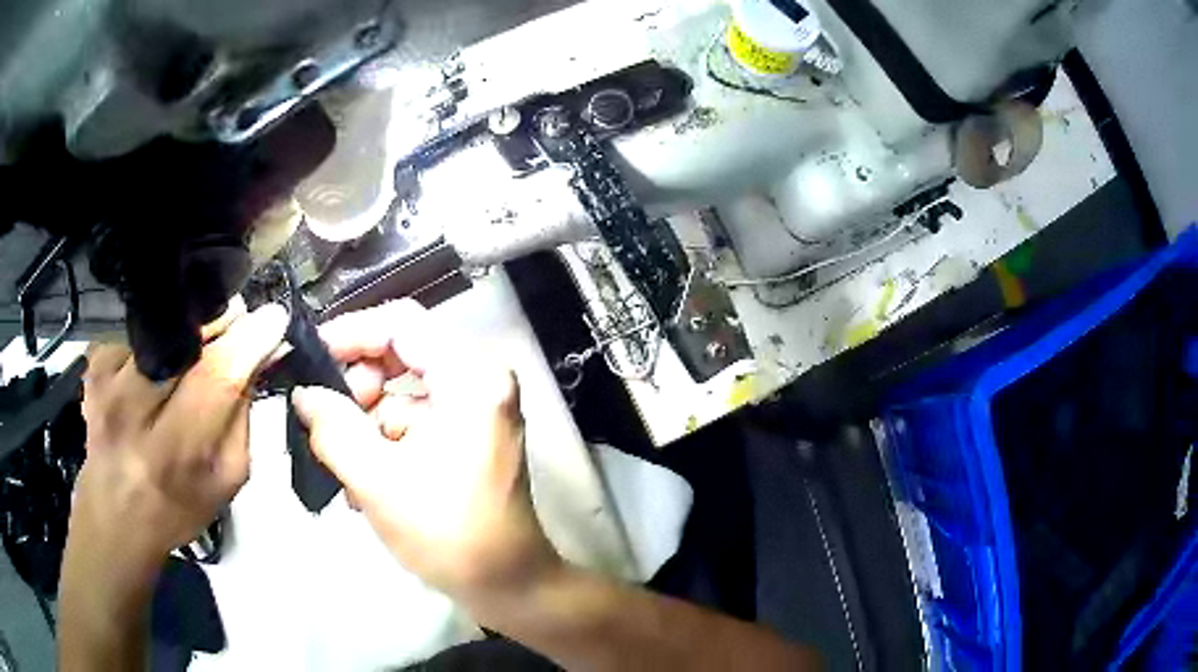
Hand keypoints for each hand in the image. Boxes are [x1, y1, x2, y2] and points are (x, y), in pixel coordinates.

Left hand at [66, 301, 287, 583]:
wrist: (114, 512)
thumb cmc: (178, 505)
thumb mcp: (226, 478)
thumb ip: (244, 415)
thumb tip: (263, 352)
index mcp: (173, 452)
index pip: (216, 376)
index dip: (249, 340)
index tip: (274, 318)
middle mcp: (132, 409)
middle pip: (186, 335)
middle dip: (221, 320)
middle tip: (237, 327)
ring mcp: (107, 378)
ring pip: (163, 321)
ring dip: (191, 324)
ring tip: (196, 345)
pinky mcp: (95, 361)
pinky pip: (139, 324)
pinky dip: (160, 330)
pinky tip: (160, 356)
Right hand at [292, 299, 560, 605]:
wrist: (509, 585)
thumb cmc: (448, 535)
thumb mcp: (377, 480)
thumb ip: (332, 427)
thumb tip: (303, 393)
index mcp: (471, 378)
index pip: (401, 324)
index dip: (350, 333)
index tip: (310, 359)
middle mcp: (481, 380)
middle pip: (402, 354)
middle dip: (357, 387)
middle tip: (326, 422)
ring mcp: (478, 409)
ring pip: (404, 391)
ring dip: (367, 423)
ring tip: (343, 465)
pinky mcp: (471, 435)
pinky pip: (417, 418)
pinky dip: (386, 441)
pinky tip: (366, 481)